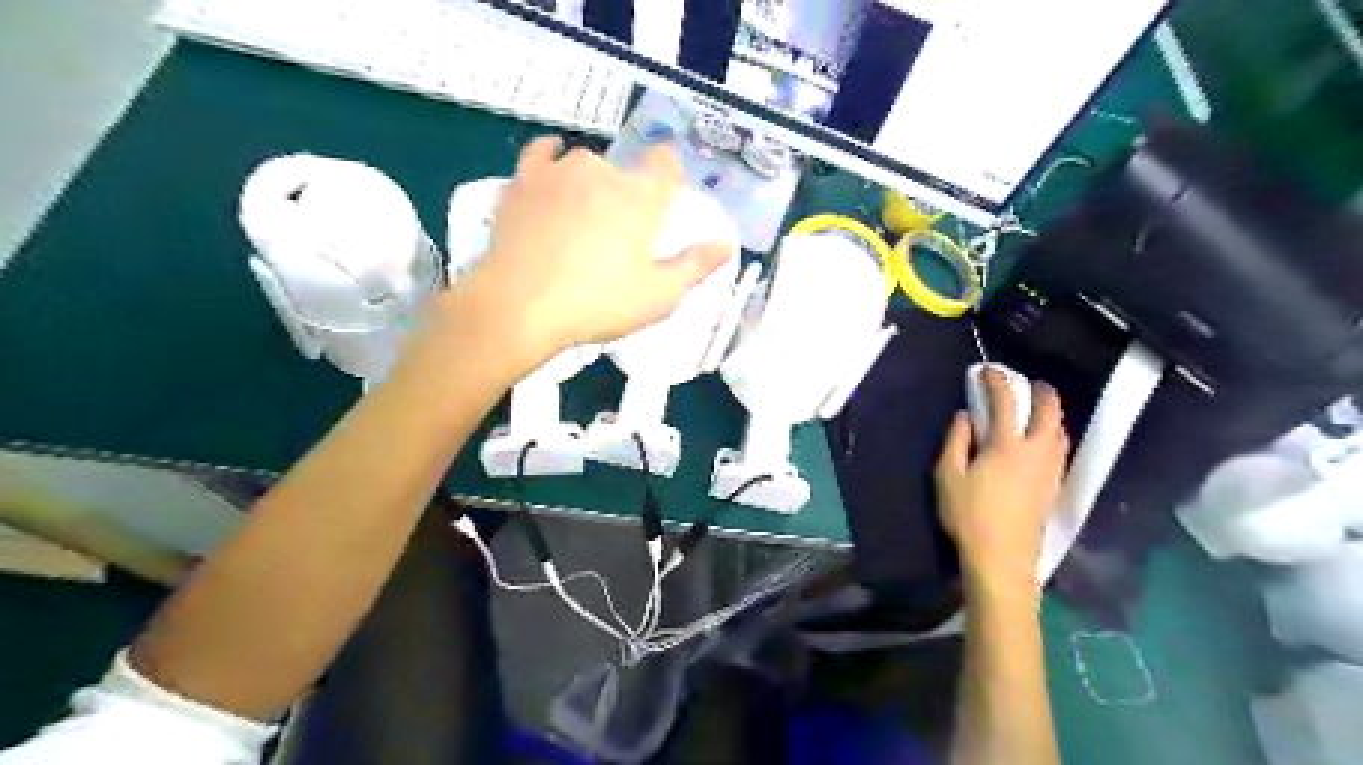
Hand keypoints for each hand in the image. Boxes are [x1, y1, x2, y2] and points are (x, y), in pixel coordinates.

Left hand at [448, 138, 733, 364]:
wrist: (520, 306)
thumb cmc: (597, 303)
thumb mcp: (659, 296)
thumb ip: (696, 265)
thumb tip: (727, 243)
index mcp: (641, 197)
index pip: (667, 165)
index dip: (669, 179)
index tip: (664, 205)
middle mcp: (604, 172)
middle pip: (625, 172)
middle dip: (628, 196)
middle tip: (618, 238)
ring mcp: (560, 172)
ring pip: (586, 165)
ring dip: (591, 184)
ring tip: (582, 220)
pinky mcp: (524, 180)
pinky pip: (542, 154)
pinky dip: (551, 158)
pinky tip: (553, 171)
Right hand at [932, 368, 1070, 596]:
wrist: (1002, 558)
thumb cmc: (969, 515)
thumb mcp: (948, 476)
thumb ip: (956, 441)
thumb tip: (965, 417)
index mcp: (1007, 445)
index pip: (1006, 402)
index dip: (997, 382)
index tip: (988, 370)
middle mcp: (1036, 452)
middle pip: (1049, 414)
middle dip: (1042, 393)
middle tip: (1033, 383)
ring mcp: (1050, 472)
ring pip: (1060, 433)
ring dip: (1053, 415)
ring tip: (1041, 411)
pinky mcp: (1053, 489)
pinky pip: (1061, 452)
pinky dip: (1054, 437)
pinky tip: (1046, 444)